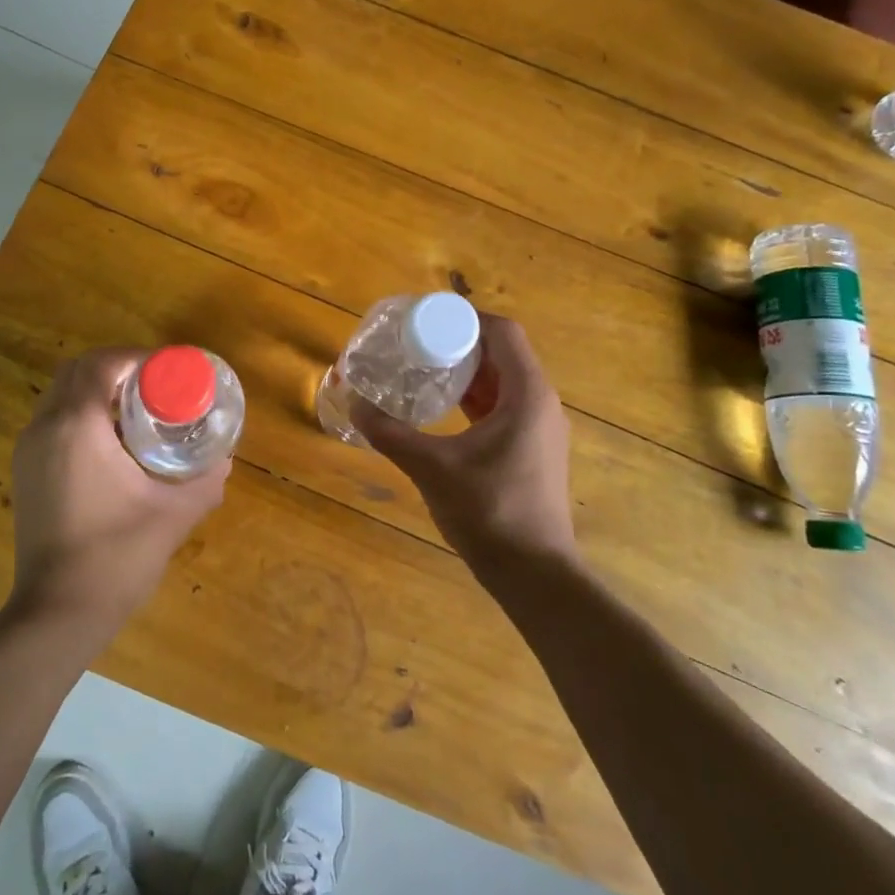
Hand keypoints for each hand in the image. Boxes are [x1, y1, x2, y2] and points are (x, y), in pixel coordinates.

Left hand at [7, 348, 229, 640]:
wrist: (57, 613)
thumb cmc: (116, 557)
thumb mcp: (174, 514)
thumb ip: (204, 480)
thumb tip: (224, 459)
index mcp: (77, 426)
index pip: (103, 363)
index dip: (139, 357)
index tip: (171, 370)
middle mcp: (45, 428)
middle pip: (78, 370)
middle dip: (118, 368)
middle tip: (158, 386)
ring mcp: (28, 450)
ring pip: (62, 394)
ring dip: (98, 390)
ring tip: (140, 411)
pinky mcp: (26, 471)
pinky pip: (54, 421)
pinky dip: (82, 414)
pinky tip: (115, 443)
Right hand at [353, 313, 576, 581]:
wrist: (535, 575)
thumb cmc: (490, 512)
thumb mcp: (433, 468)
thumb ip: (391, 434)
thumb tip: (353, 403)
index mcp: (527, 395)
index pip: (503, 333)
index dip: (466, 318)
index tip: (427, 320)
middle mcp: (540, 404)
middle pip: (503, 354)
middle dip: (460, 344)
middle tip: (417, 343)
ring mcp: (540, 429)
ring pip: (504, 382)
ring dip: (468, 372)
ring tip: (425, 370)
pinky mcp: (533, 451)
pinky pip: (504, 407)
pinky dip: (475, 399)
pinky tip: (443, 409)